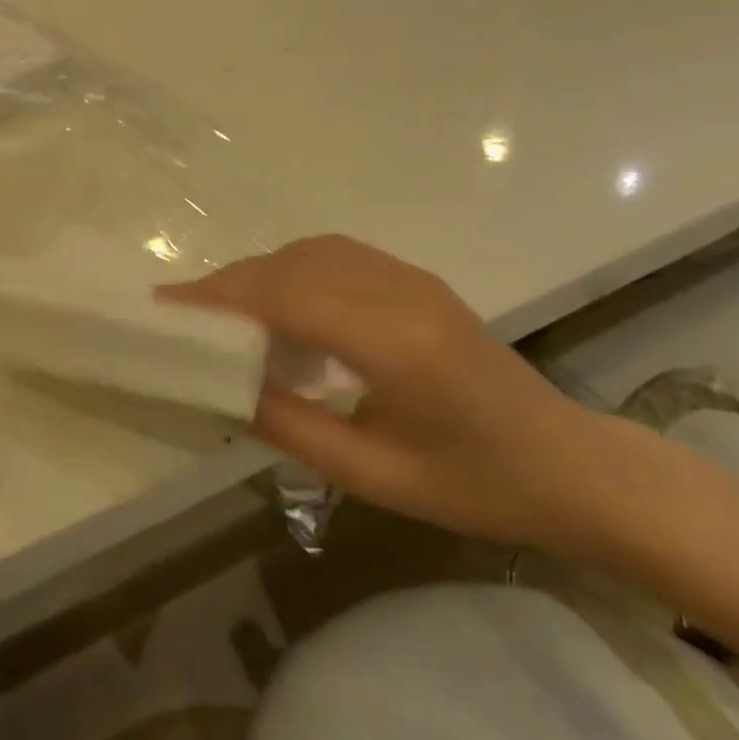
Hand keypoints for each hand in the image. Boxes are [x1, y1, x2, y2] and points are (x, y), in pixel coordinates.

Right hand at [160, 235, 614, 549]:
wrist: (573, 466)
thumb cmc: (479, 487)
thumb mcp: (377, 476)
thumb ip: (292, 428)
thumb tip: (223, 390)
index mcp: (393, 342)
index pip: (285, 296)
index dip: (219, 297)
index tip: (165, 308)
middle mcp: (398, 291)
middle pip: (290, 264)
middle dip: (228, 284)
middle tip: (182, 315)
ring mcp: (411, 278)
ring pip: (309, 251)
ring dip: (258, 273)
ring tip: (222, 314)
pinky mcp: (416, 280)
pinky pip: (334, 256)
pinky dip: (290, 271)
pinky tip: (279, 307)